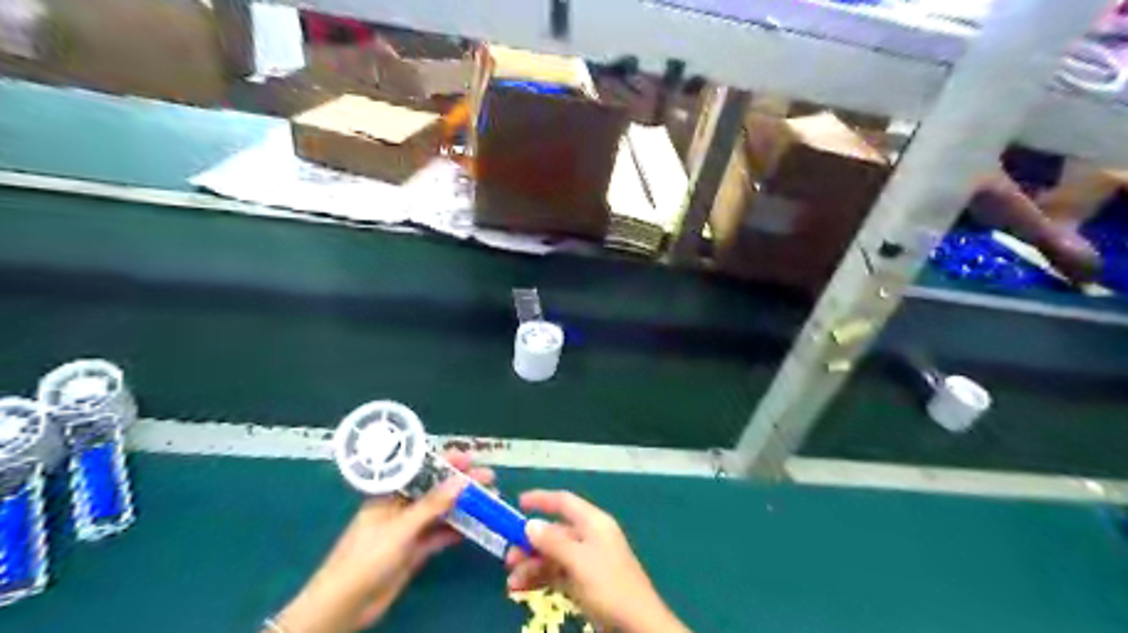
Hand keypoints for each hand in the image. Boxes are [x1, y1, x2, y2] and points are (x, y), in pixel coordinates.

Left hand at [275, 451, 495, 632]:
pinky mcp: (413, 552)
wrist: (344, 605)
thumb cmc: (367, 557)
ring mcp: (408, 530)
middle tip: (489, 479)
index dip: (445, 462)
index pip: (422, 470)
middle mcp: (401, 508)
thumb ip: (432, 505)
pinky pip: (439, 535)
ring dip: (463, 506)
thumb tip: (462, 480)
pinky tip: (475, 527)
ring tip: (490, 501)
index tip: (470, 458)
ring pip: (441, 512)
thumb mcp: (401, 528)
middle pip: (436, 490)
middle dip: (461, 483)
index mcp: (391, 494)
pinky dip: (456, 530)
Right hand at [506, 492, 692, 632]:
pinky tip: (522, 588)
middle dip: (530, 542)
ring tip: (512, 582)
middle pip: (555, 531)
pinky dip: (540, 578)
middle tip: (508, 558)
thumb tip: (530, 524)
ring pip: (553, 555)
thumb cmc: (609, 585)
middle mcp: (590, 537)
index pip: (564, 502)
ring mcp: (587, 561)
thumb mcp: (579, 561)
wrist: (637, 624)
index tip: (517, 502)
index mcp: (593, 523)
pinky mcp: (585, 583)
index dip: (541, 500)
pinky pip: (557, 574)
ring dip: (532, 565)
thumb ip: (553, 542)